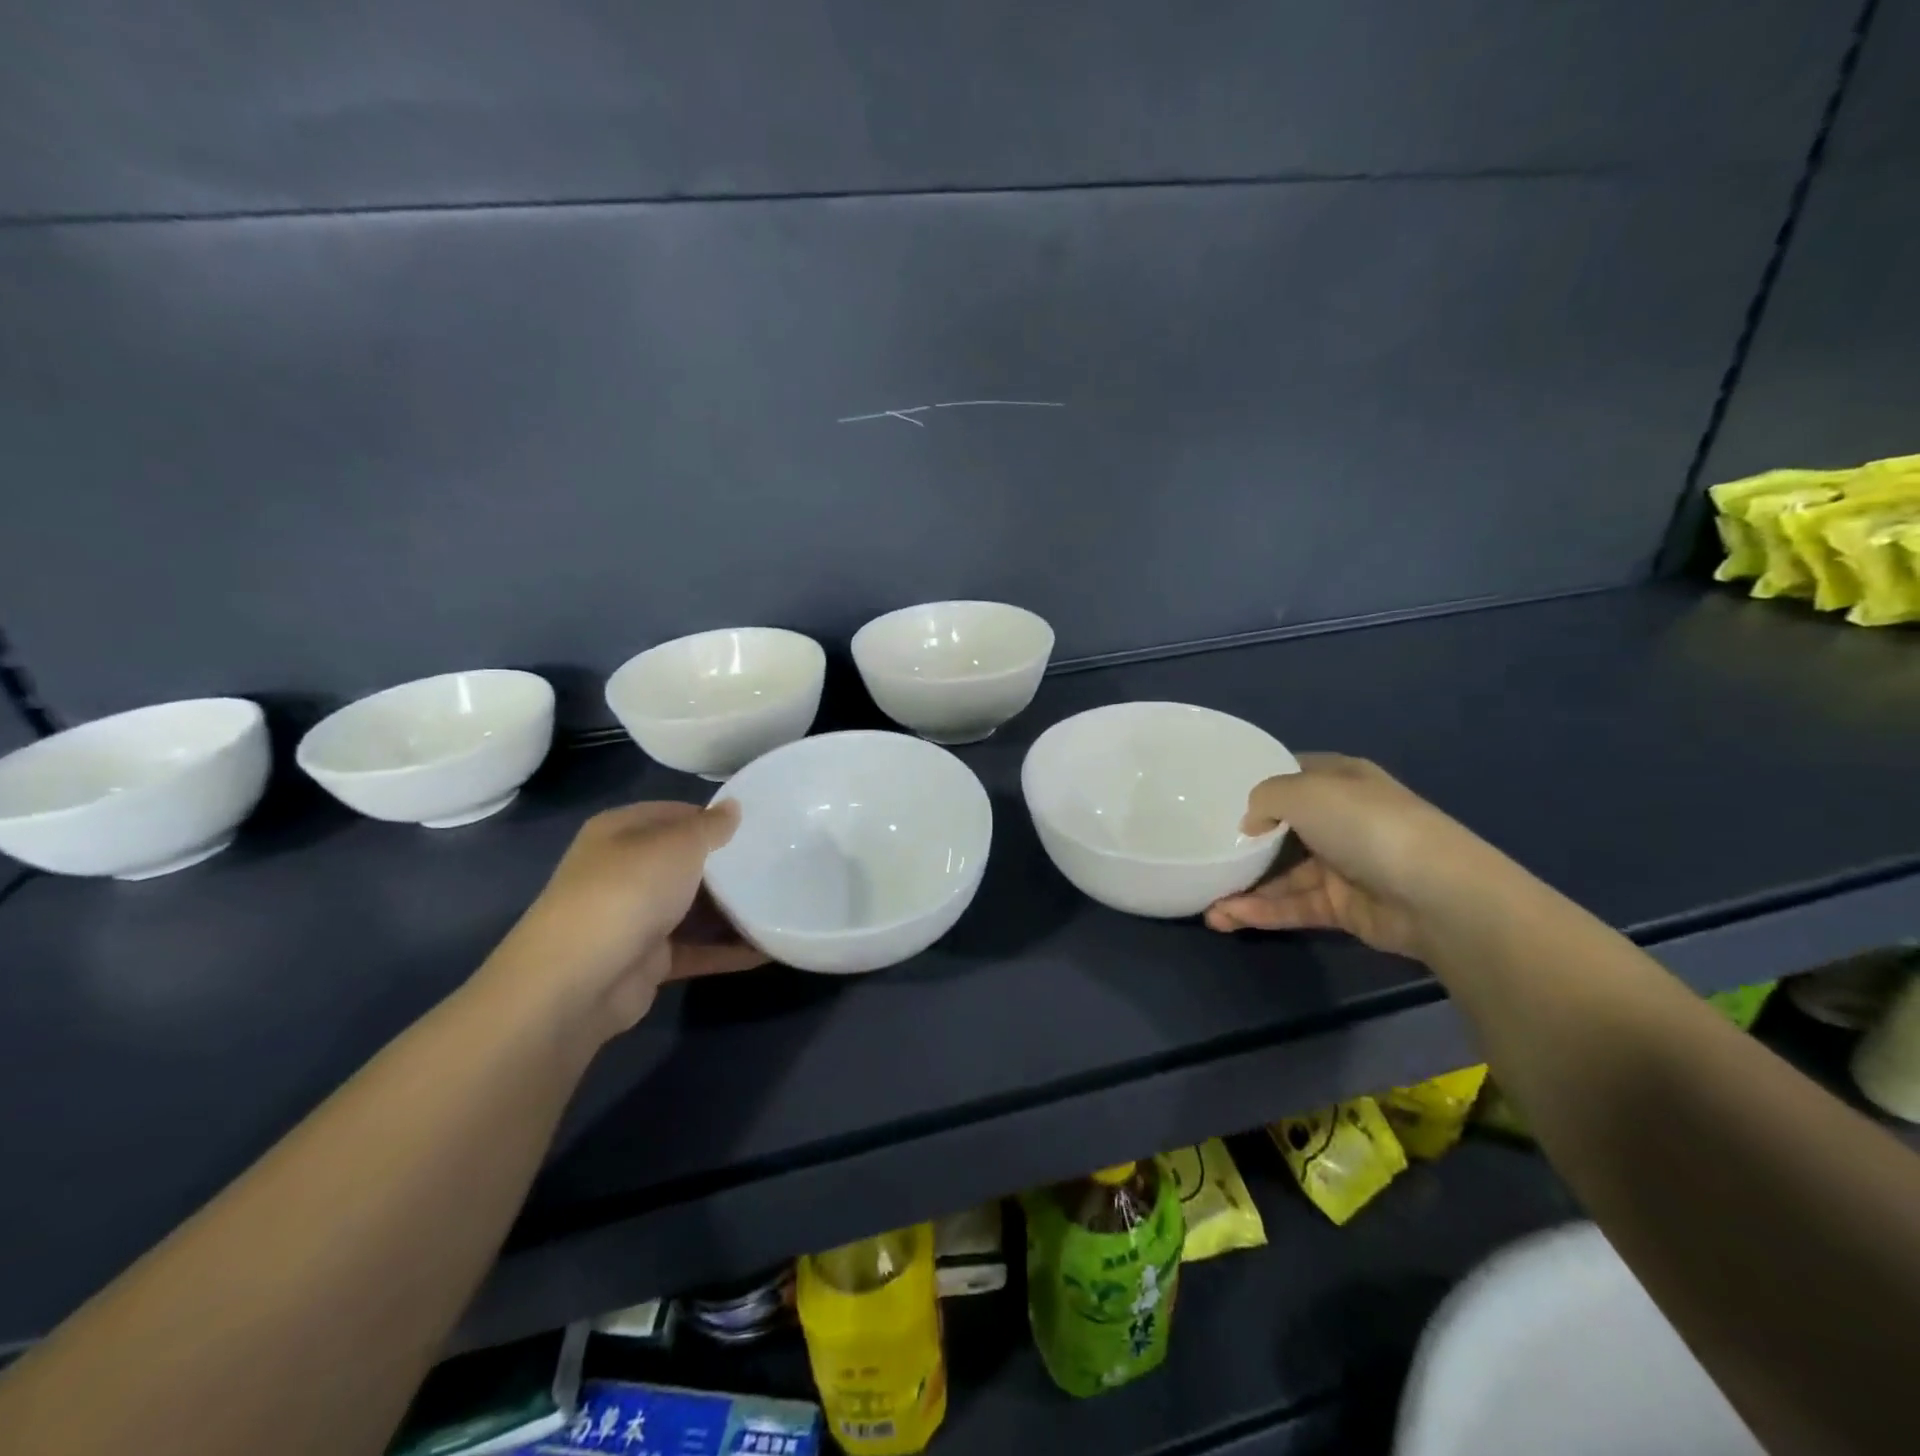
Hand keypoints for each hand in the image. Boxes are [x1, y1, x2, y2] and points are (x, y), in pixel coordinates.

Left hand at [486, 801, 766, 1037]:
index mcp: (620, 833)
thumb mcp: (678, 844)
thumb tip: (733, 807)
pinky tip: (768, 947)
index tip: (759, 826)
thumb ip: (711, 826)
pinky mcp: (648, 960)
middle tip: (778, 864)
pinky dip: (728, 949)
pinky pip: (697, 949)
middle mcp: (624, 871)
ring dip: (732, 910)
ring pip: (693, 908)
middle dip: (728, 866)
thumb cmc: (629, 890)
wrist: (579, 980)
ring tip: (782, 904)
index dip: (714, 818)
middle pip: (686, 863)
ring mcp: (635, 918)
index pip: (675, 814)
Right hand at [1204, 754, 1497, 959]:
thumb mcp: (1303, 791)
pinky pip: (1293, 905)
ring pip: (1283, 874)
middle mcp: (1340, 819)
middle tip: (1203, 854)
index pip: (1290, 775)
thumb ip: (1264, 798)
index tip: (1216, 798)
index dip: (1255, 784)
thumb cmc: (1365, 825)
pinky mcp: (1343, 906)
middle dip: (1242, 844)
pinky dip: (1261, 911)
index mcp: (1339, 780)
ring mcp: (1342, 864)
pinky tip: (1226, 916)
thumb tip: (1250, 823)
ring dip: (1245, 888)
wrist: (1437, 895)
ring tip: (1206, 904)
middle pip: (1281, 828)